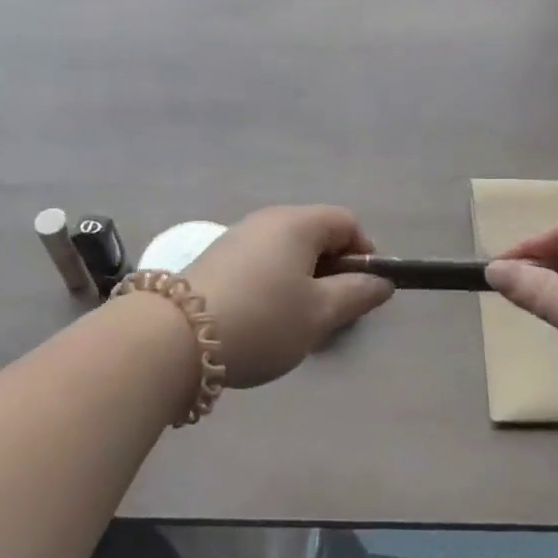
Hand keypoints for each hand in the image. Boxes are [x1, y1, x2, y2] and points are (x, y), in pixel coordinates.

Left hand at [184, 206, 394, 388]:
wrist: (176, 337)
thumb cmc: (263, 319)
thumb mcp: (319, 313)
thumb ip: (356, 294)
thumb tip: (381, 281)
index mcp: (298, 223)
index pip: (347, 222)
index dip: (364, 253)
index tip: (362, 292)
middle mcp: (267, 220)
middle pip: (316, 235)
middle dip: (332, 271)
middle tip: (331, 313)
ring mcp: (238, 237)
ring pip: (287, 252)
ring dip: (302, 281)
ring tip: (297, 323)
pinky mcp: (216, 259)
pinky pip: (261, 263)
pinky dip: (274, 285)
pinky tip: (263, 321)